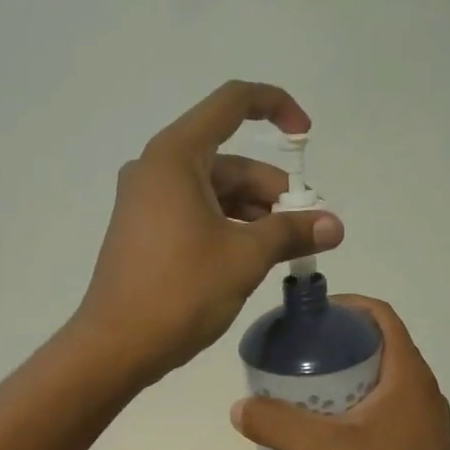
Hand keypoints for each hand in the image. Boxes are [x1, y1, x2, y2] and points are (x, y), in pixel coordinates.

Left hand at [73, 81, 343, 381]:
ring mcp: (146, 199)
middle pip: (229, 159)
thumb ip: (291, 232)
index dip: (276, 107)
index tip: (306, 137)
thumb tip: (334, 226)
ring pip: (215, 189)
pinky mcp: (144, 229)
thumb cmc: (180, 292)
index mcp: (176, 156)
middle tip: (306, 229)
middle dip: (272, 189)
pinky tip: (252, 257)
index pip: (232, 102)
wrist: (115, 346)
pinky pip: (196, 211)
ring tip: (285, 249)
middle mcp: (157, 168)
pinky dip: (228, 225)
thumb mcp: (244, 258)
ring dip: (254, 212)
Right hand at [230, 297, 449, 449]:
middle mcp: (421, 394)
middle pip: (377, 350)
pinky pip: (379, 417)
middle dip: (335, 348)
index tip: (310, 315)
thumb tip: (240, 406)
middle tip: (295, 357)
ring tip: (300, 395)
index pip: (382, 317)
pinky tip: (320, 437)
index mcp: (408, 377)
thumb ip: (276, 423)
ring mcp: (421, 426)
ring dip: (341, 384)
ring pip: (377, 387)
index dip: (347, 307)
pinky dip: (350, 414)